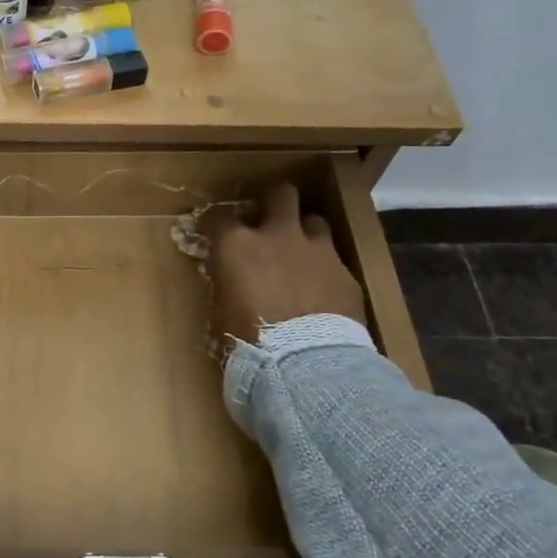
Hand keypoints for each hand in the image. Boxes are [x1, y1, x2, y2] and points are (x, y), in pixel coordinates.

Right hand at [201, 182, 365, 349]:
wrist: (306, 362)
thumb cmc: (249, 340)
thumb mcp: (222, 311)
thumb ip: (227, 286)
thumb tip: (230, 283)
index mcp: (238, 246)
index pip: (218, 216)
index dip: (213, 222)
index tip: (211, 230)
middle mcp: (278, 236)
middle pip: (280, 194)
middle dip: (273, 202)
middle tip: (268, 218)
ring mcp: (317, 251)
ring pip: (315, 220)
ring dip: (305, 232)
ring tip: (300, 251)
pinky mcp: (345, 273)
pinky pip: (334, 259)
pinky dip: (325, 268)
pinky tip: (322, 288)